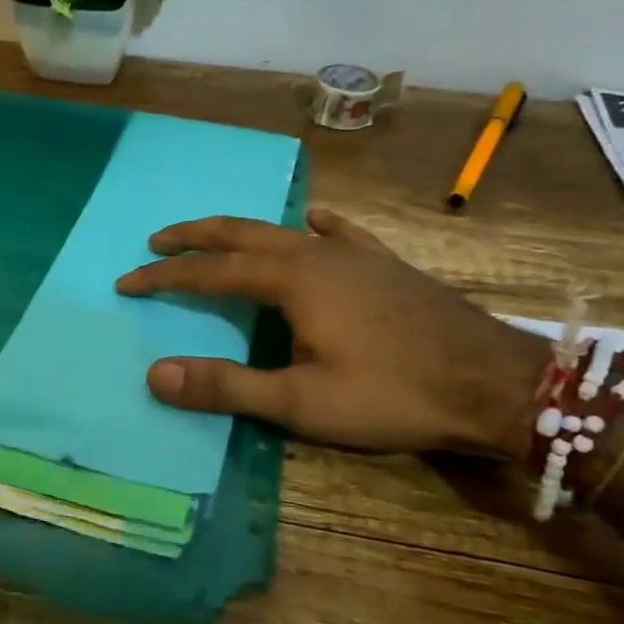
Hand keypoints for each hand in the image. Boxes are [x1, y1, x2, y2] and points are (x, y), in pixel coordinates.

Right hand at [115, 208, 544, 457]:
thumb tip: (155, 375)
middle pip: (241, 234)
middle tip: (157, 241)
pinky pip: (341, 234)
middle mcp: (317, 254)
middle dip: (195, 237)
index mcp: (292, 280)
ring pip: (284, 231)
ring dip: (241, 233)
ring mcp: (356, 255)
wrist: (496, 383)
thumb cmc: (393, 394)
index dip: (165, 277)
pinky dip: (315, 226)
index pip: (210, 272)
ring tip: (215, 237)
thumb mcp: (301, 402)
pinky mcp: (387, 265)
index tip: (127, 281)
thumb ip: (227, 386)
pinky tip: (314, 220)